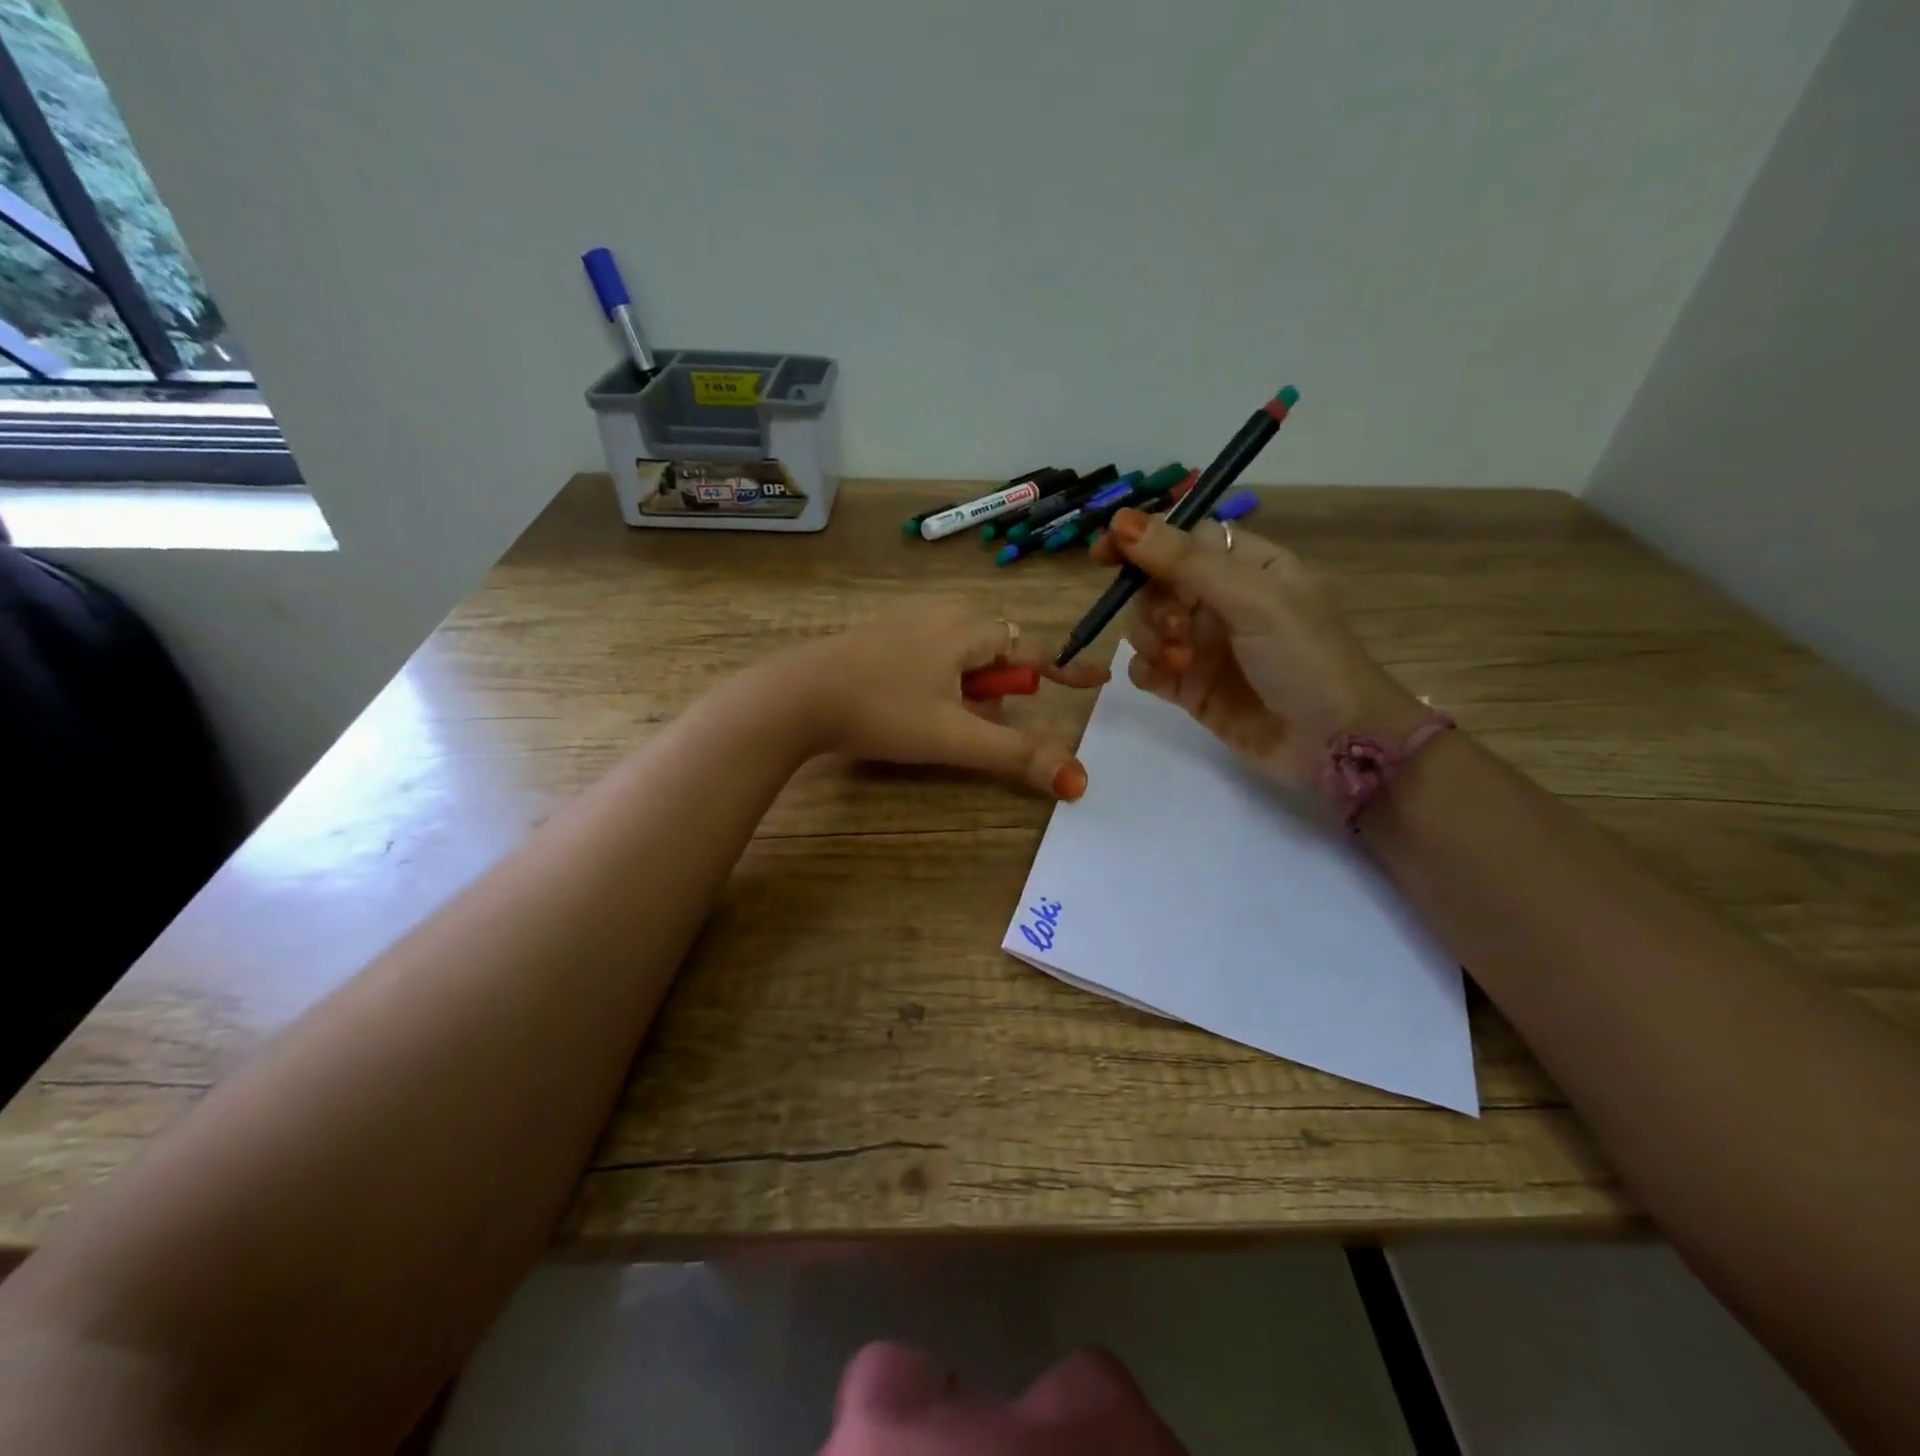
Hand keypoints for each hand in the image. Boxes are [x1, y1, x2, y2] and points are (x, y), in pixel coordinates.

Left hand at [775, 602, 1108, 798]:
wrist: (797, 696)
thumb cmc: (883, 711)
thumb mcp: (955, 738)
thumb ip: (1018, 755)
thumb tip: (1078, 780)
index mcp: (968, 628)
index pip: (1030, 648)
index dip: (1062, 669)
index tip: (1093, 681)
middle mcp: (941, 612)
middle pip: (995, 647)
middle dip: (1001, 683)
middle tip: (983, 719)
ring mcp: (905, 619)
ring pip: (961, 648)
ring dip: (969, 682)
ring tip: (947, 717)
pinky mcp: (878, 634)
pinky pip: (929, 649)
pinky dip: (939, 675)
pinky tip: (912, 703)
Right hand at [1089, 507, 1422, 789]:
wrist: (1335, 746)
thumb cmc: (1306, 659)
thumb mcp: (1253, 600)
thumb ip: (1186, 561)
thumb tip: (1122, 521)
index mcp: (1249, 567)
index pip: (1184, 539)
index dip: (1144, 541)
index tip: (1104, 553)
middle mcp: (1224, 601)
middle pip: (1158, 583)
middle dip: (1154, 602)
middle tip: (1176, 629)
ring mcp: (1206, 646)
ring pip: (1147, 625)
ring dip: (1150, 637)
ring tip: (1179, 660)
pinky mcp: (1193, 688)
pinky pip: (1148, 667)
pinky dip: (1146, 668)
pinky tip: (1164, 677)